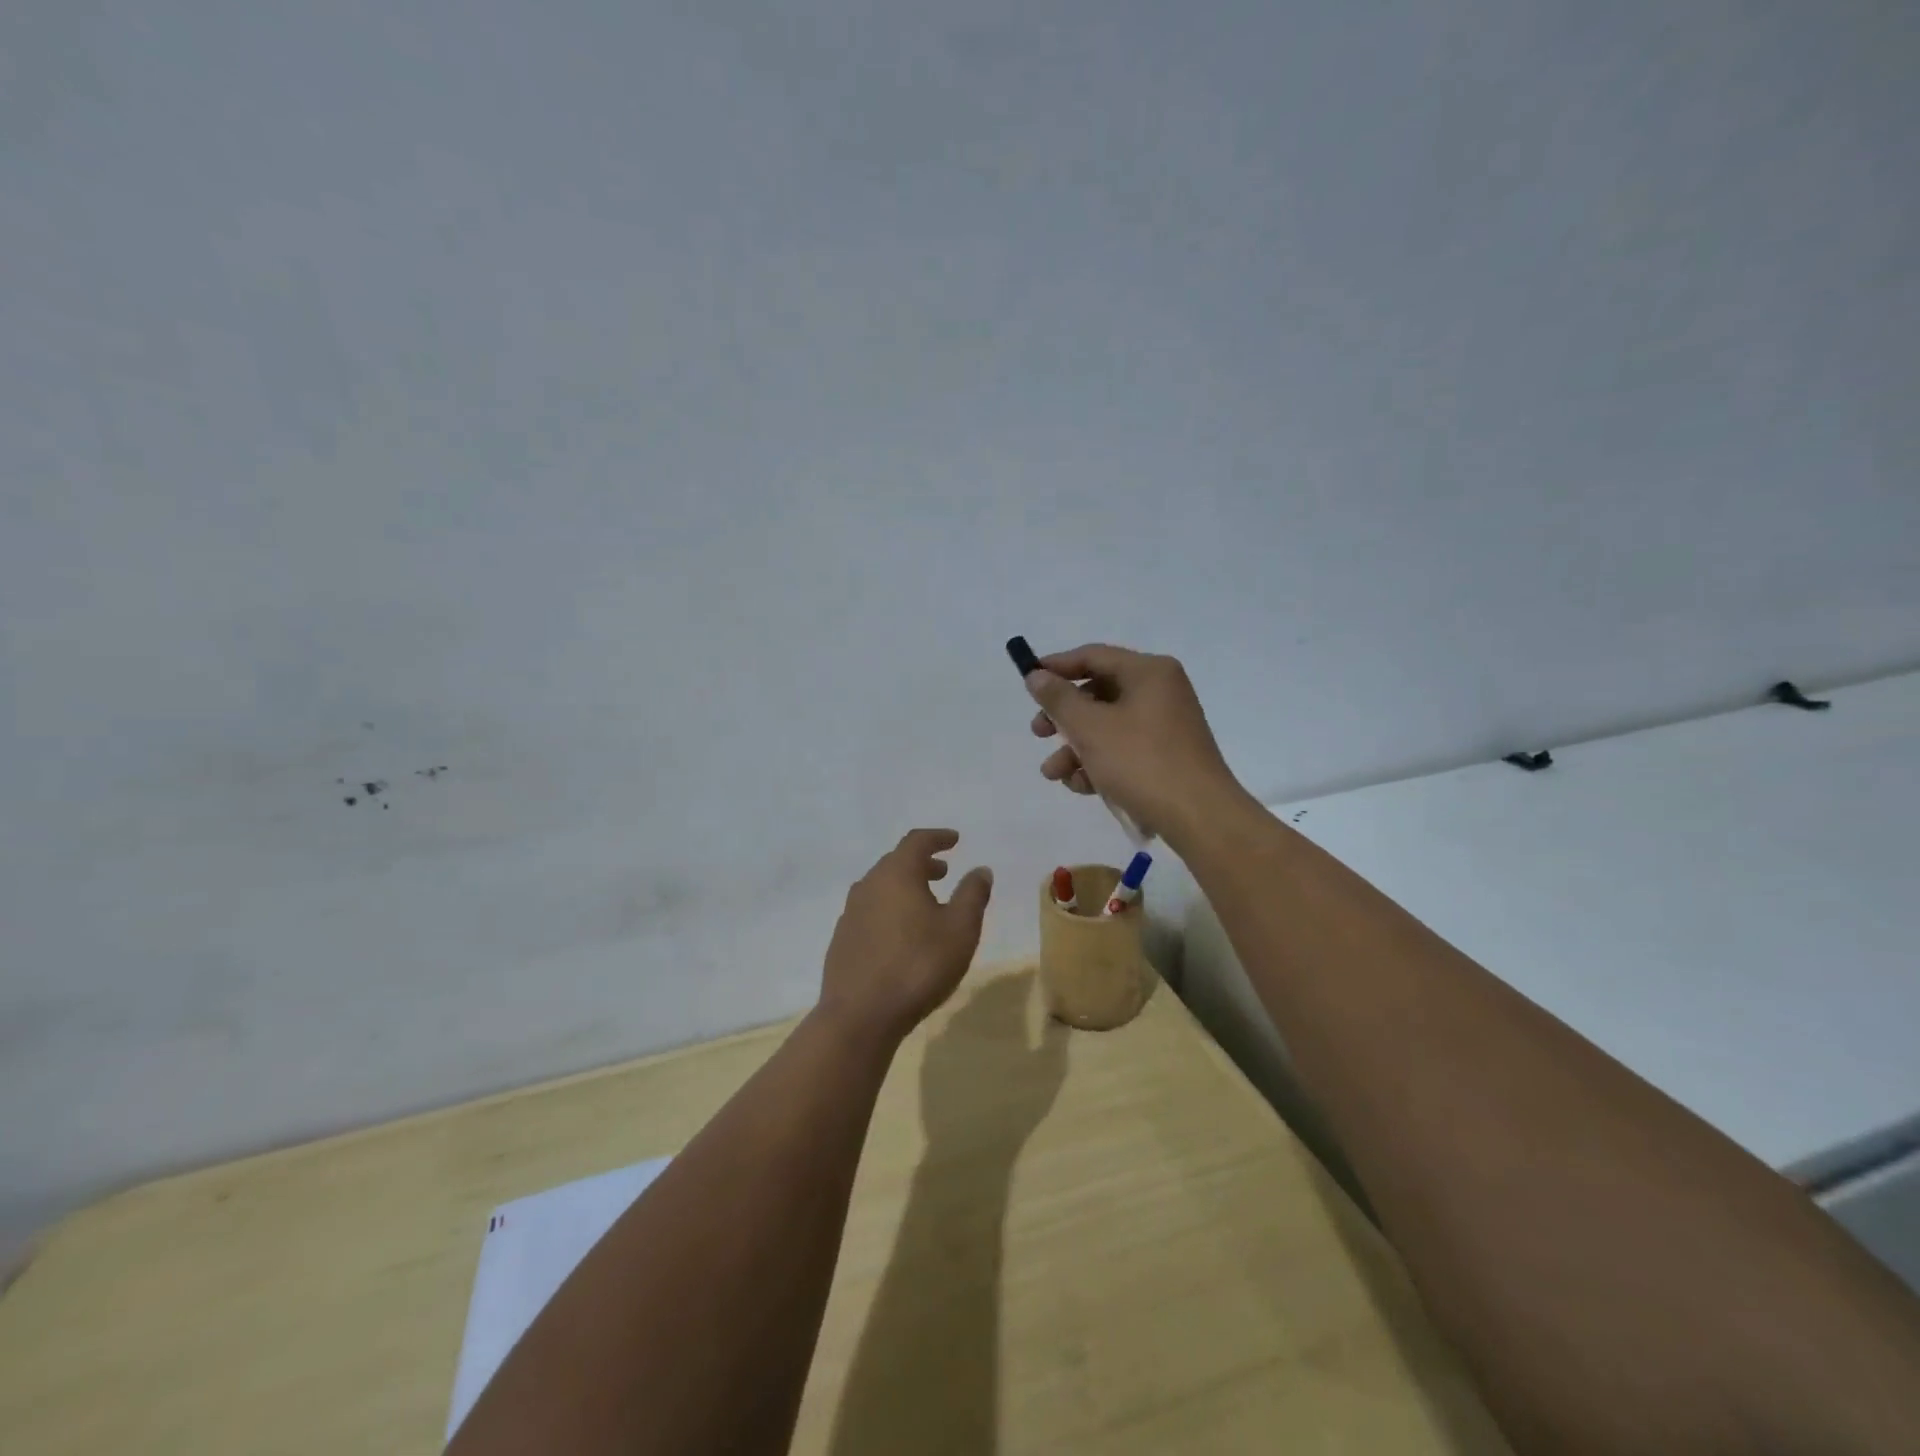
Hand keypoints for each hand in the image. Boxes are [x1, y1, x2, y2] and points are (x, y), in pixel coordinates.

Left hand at [819, 829, 994, 1042]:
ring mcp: (850, 913)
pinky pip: (870, 911)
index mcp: (896, 874)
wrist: (860, 1015)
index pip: (916, 841)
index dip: (937, 837)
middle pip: (896, 862)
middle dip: (922, 863)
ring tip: (926, 903)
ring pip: (881, 887)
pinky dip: (890, 909)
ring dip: (905, 887)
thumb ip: (972, 894)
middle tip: (943, 872)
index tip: (954, 840)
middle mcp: (868, 885)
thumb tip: (980, 869)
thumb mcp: (960, 930)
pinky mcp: (842, 939)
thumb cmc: (918, 965)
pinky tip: (901, 934)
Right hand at [1024, 643, 1246, 844]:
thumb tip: (1036, 675)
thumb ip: (1058, 699)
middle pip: (1098, 693)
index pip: (1093, 656)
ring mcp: (1166, 725)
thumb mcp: (1090, 728)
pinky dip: (1099, 763)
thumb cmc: (1142, 762)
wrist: (1199, 817)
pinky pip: (1124, 749)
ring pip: (1107, 726)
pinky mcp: (1167, 756)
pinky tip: (1081, 786)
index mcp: (1149, 672)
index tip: (1027, 682)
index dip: (1056, 667)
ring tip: (1054, 773)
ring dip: (1075, 747)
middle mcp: (1160, 691)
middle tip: (1038, 733)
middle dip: (1063, 717)